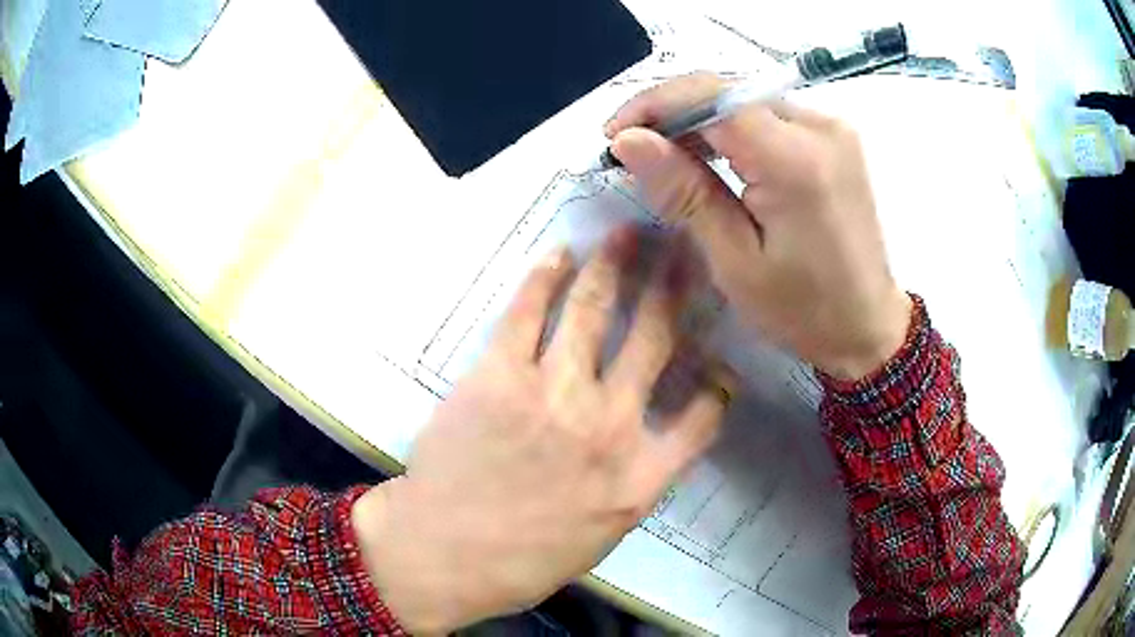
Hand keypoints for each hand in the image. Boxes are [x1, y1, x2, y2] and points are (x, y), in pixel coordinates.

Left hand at [352, 229, 733, 632]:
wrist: (444, 552)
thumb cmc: (524, 560)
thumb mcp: (603, 536)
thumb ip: (636, 484)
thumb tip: (651, 441)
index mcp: (640, 476)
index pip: (704, 416)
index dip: (720, 383)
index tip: (718, 360)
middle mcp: (609, 425)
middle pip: (656, 339)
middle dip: (673, 286)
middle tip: (680, 249)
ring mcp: (553, 393)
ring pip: (595, 310)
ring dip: (615, 264)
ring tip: (627, 233)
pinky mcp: (499, 374)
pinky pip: (528, 312)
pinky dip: (546, 277)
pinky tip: (561, 254)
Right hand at [606, 73, 911, 379]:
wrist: (868, 324)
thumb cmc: (803, 310)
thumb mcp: (734, 260)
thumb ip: (684, 191)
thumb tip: (628, 140)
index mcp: (796, 161)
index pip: (713, 98)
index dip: (656, 105)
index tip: (614, 134)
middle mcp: (821, 127)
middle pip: (728, 91)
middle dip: (672, 110)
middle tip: (633, 147)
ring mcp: (833, 127)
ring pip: (746, 98)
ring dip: (699, 117)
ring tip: (665, 154)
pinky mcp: (835, 136)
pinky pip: (768, 113)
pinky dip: (731, 126)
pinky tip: (710, 153)